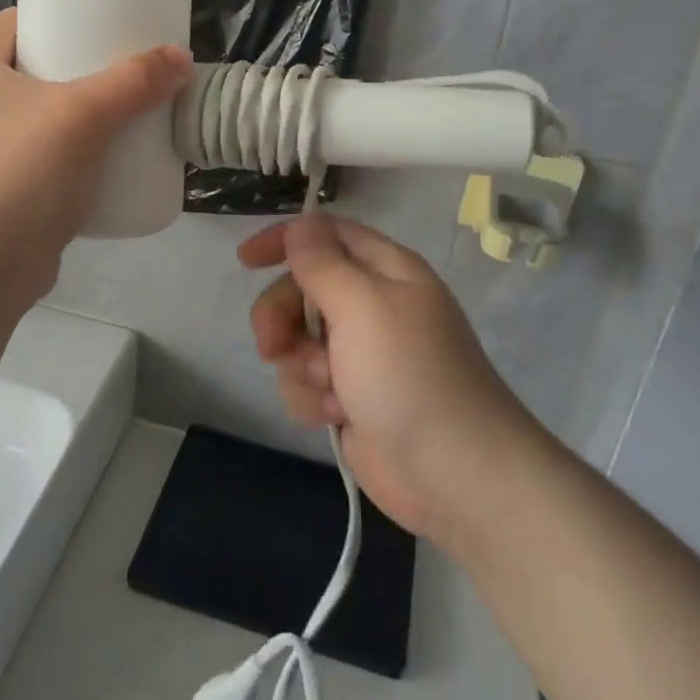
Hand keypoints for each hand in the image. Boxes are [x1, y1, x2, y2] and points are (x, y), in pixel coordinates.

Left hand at [0, 9, 192, 301]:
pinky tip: (101, 159)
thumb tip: (181, 57)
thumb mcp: (83, 117)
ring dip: (74, 113)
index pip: (12, 22)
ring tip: (120, 112)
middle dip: (75, 67)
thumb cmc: (20, 174)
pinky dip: (66, 152)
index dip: (56, 15)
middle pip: (28, 69)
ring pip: (33, 116)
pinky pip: (36, 155)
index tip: (101, 21)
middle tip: (121, 69)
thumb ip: (134, 82)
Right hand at [240, 215, 533, 543]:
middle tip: (271, 344)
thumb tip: (301, 225)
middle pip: (303, 290)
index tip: (245, 260)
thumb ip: (322, 263)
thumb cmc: (409, 374)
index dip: (285, 240)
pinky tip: (336, 415)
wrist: (454, 474)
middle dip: (281, 315)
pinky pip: (306, 383)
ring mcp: (362, 355)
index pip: (328, 234)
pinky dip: (313, 398)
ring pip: (298, 340)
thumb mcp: (362, 305)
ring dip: (301, 365)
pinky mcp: (351, 398)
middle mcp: (373, 306)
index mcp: (386, 271)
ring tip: (330, 390)